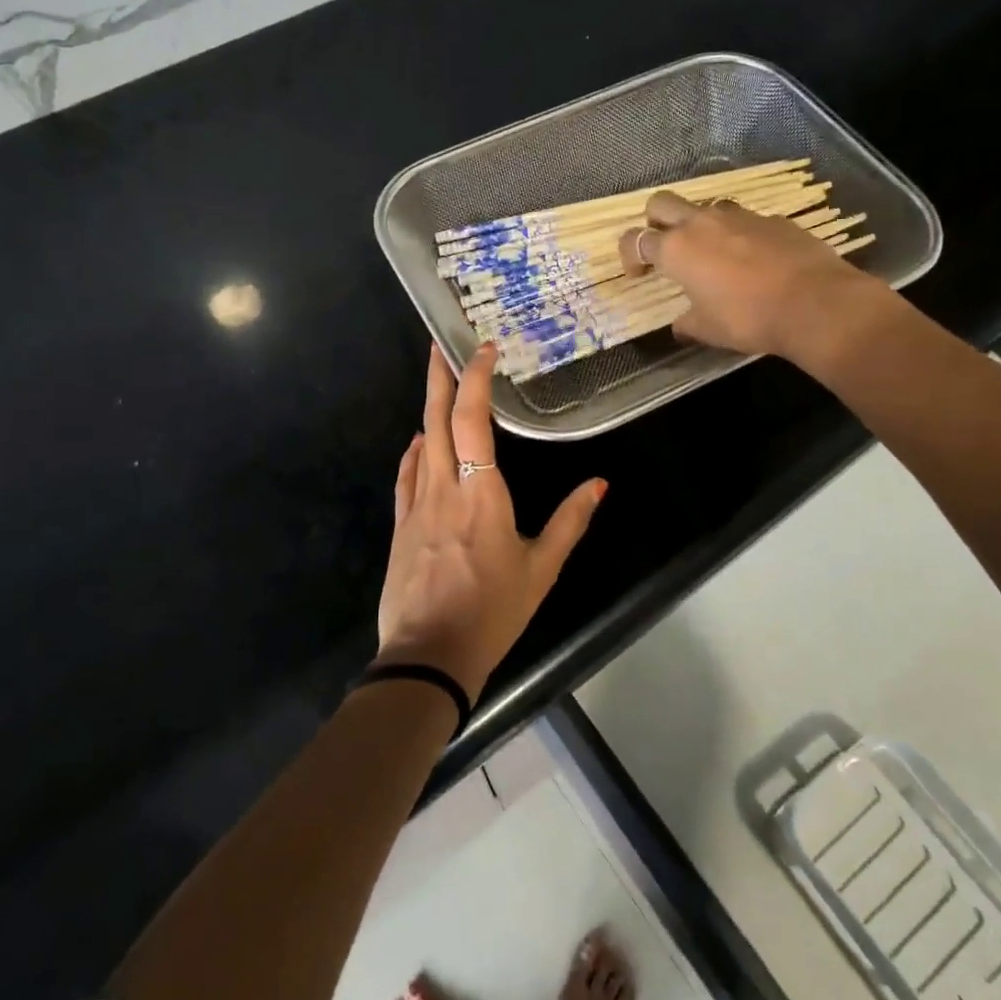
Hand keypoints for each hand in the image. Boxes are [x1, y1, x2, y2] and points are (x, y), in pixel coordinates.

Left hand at [377, 344, 606, 701]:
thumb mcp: (541, 569)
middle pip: (435, 418)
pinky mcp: (401, 525)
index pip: (472, 420)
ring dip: (427, 406)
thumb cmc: (492, 612)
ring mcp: (416, 504)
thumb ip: (571, 522)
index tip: (484, 349)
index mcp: (481, 493)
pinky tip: (419, 442)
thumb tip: (599, 483)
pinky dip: (414, 450)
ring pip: (419, 441)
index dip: (476, 379)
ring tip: (437, 382)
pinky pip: (407, 474)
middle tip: (440, 343)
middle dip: (438, 375)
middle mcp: (444, 487)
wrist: (428, 656)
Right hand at [620, 190, 887, 359]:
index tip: (639, 275)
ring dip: (700, 225)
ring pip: (705, 206)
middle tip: (665, 248)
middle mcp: (702, 223)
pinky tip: (753, 260)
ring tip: (712, 253)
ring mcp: (739, 216)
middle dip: (655, 221)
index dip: (629, 256)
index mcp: (676, 249)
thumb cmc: (748, 318)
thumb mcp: (708, 330)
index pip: (635, 240)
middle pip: (661, 202)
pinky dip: (739, 235)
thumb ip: (687, 324)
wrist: (814, 303)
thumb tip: (680, 326)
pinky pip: (744, 220)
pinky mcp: (772, 219)